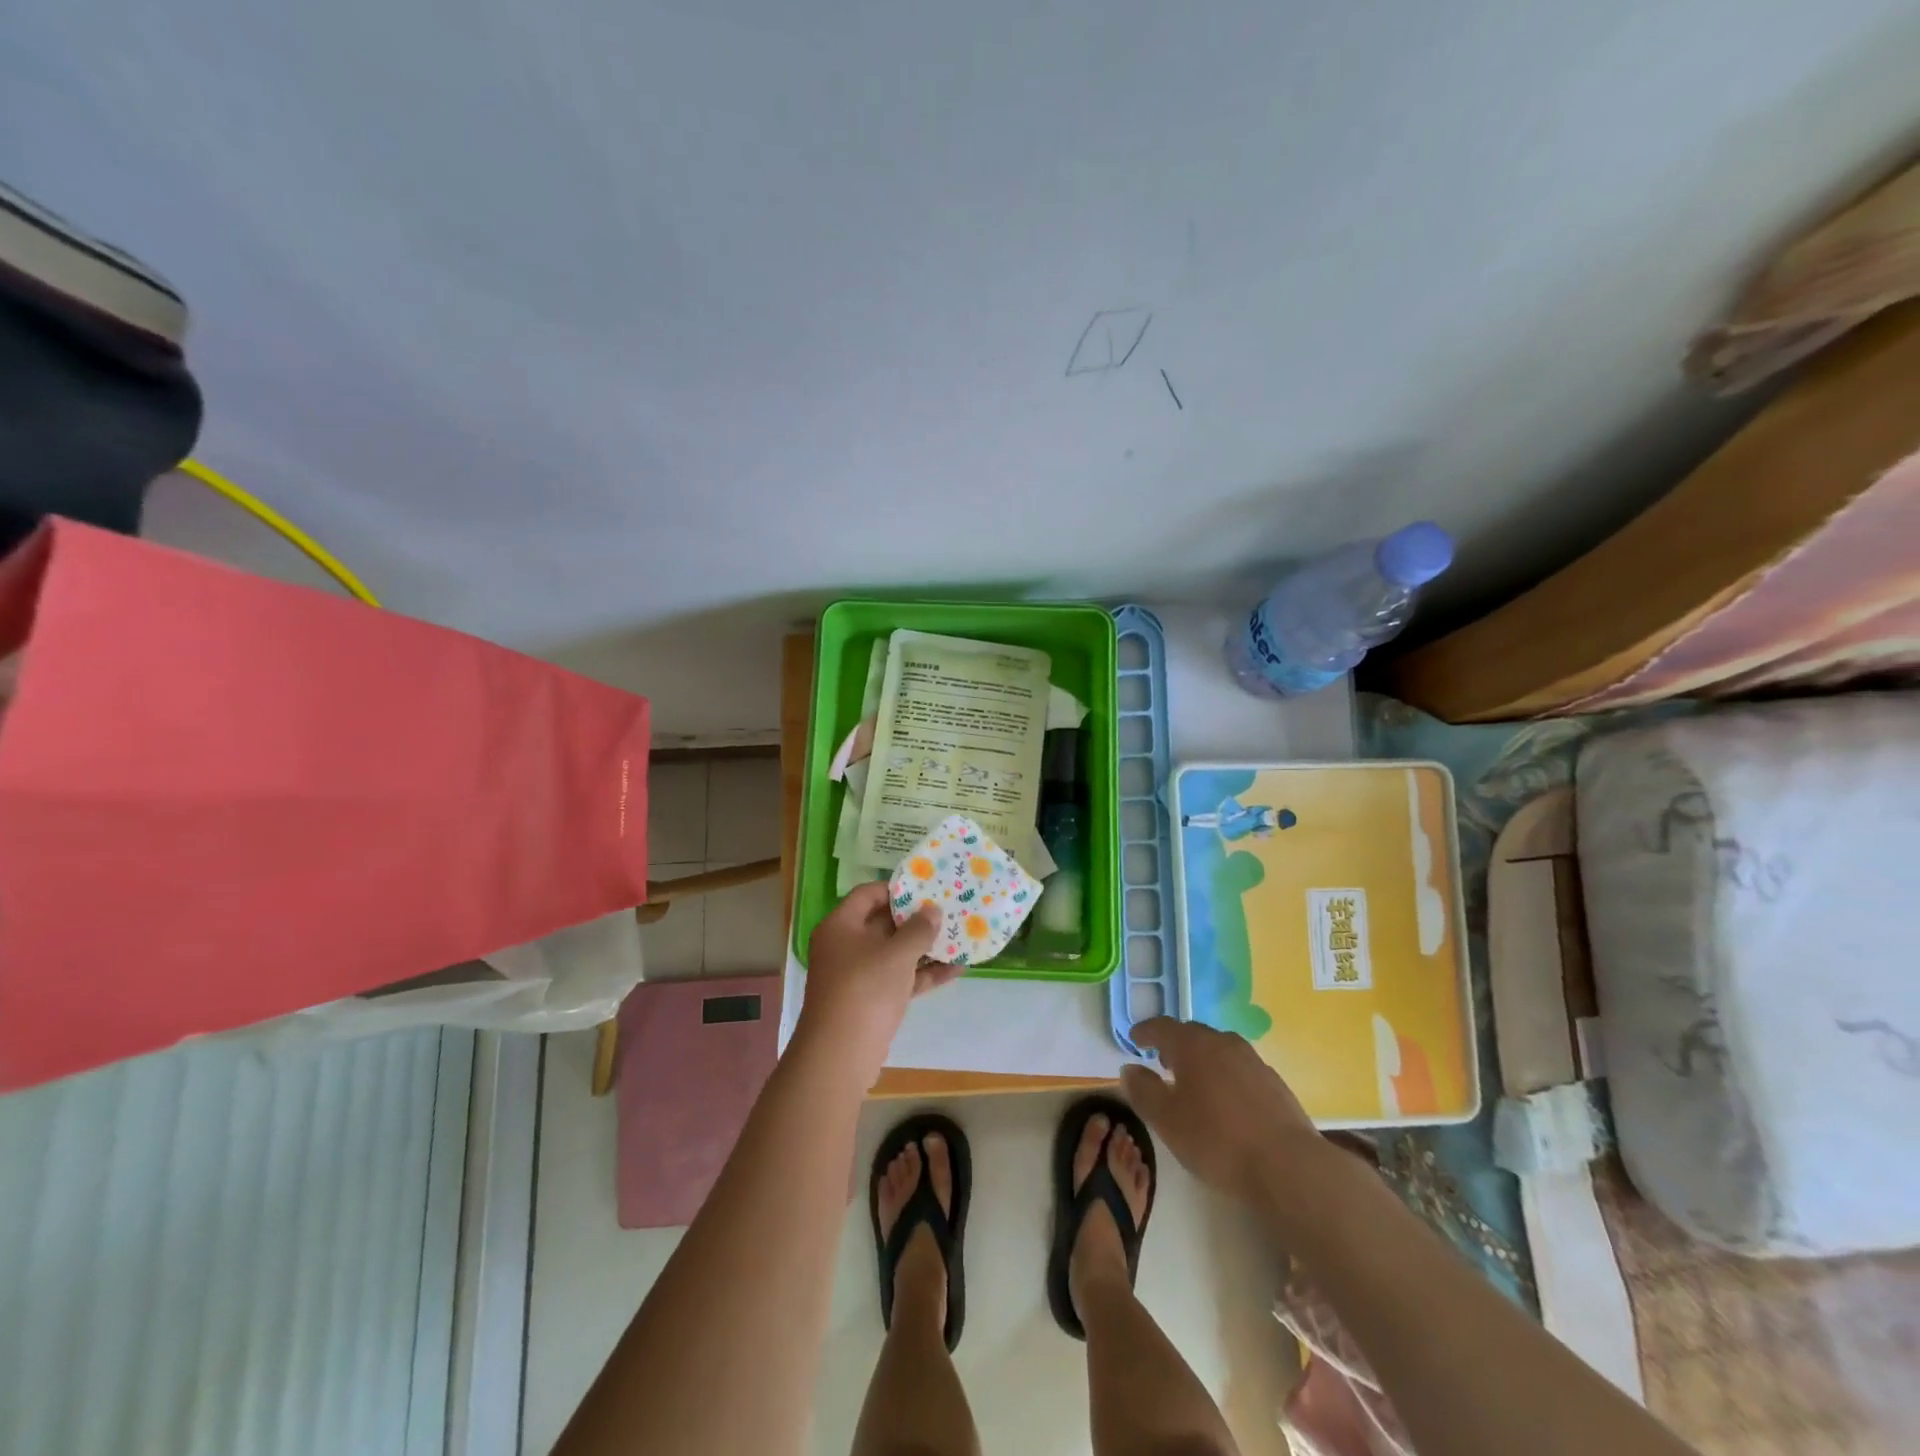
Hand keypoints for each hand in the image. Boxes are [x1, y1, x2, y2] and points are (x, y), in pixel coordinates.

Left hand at [796, 883, 961, 1086]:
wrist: (841, 1055)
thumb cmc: (865, 989)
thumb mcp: (896, 954)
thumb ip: (918, 930)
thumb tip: (933, 911)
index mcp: (840, 926)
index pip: (868, 894)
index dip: (896, 889)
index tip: (926, 887)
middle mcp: (846, 946)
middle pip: (883, 923)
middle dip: (916, 919)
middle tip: (948, 909)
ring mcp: (859, 975)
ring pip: (895, 953)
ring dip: (925, 947)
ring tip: (960, 936)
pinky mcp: (872, 1001)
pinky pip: (901, 979)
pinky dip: (924, 974)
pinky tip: (956, 969)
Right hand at [1121, 1017, 1320, 1204]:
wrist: (1288, 1166)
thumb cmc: (1217, 1140)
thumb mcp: (1166, 1120)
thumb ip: (1143, 1091)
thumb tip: (1131, 1069)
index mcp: (1193, 1045)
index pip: (1163, 1027)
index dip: (1146, 1031)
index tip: (1134, 1039)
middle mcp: (1223, 1043)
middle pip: (1193, 1034)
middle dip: (1174, 1043)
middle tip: (1162, 1060)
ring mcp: (1253, 1061)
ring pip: (1219, 1049)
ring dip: (1202, 1058)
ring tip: (1194, 1081)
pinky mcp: (1274, 1083)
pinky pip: (1239, 1068)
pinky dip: (1225, 1075)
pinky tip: (1226, 1101)